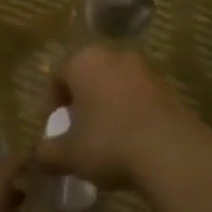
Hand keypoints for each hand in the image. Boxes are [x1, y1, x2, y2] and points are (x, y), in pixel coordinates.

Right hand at [34, 46, 195, 188]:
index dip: (52, 103)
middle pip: (90, 78)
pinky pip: (140, 99)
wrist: (172, 152)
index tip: (55, 128)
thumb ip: (46, 153)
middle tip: (78, 132)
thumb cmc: (109, 143)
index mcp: (85, 62)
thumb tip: (38, 154)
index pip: (59, 76)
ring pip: (117, 87)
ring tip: (106, 140)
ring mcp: (147, 71)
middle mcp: (116, 57)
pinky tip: (132, 143)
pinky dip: (132, 115)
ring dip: (109, 108)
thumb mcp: (68, 155)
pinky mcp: (170, 90)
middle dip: (82, 103)